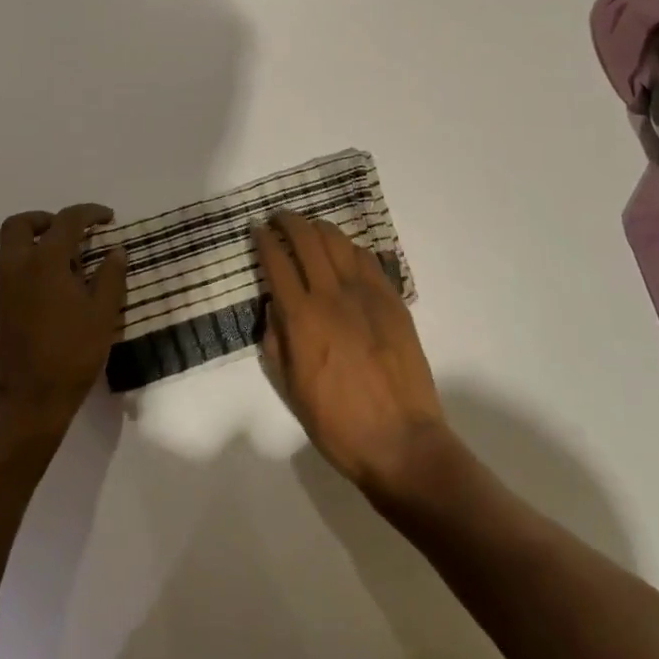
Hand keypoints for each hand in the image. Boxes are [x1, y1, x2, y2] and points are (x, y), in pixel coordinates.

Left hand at [0, 204, 127, 440]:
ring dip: (37, 242)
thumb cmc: (70, 355)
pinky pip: (11, 271)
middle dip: (46, 219)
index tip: (108, 218)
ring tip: (69, 262)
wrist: (25, 405)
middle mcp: (17, 268)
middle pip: (20, 224)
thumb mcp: (103, 315)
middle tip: (72, 232)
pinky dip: (31, 265)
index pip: (66, 221)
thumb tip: (115, 251)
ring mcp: (2, 290)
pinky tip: (56, 289)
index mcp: (45, 262)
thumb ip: (110, 277)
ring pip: (11, 247)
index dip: (89, 213)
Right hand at [256, 211, 449, 495]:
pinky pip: (367, 259)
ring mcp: (366, 293)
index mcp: (303, 319)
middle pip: (307, 239)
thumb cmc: (338, 423)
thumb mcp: (292, 389)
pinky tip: (343, 252)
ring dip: (318, 227)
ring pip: (338, 241)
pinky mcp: (392, 299)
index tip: (257, 230)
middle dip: (288, 222)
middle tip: (279, 218)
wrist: (401, 441)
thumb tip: (274, 308)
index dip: (264, 241)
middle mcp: (332, 295)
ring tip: (308, 228)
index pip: (277, 263)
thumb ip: (278, 341)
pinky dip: (349, 247)